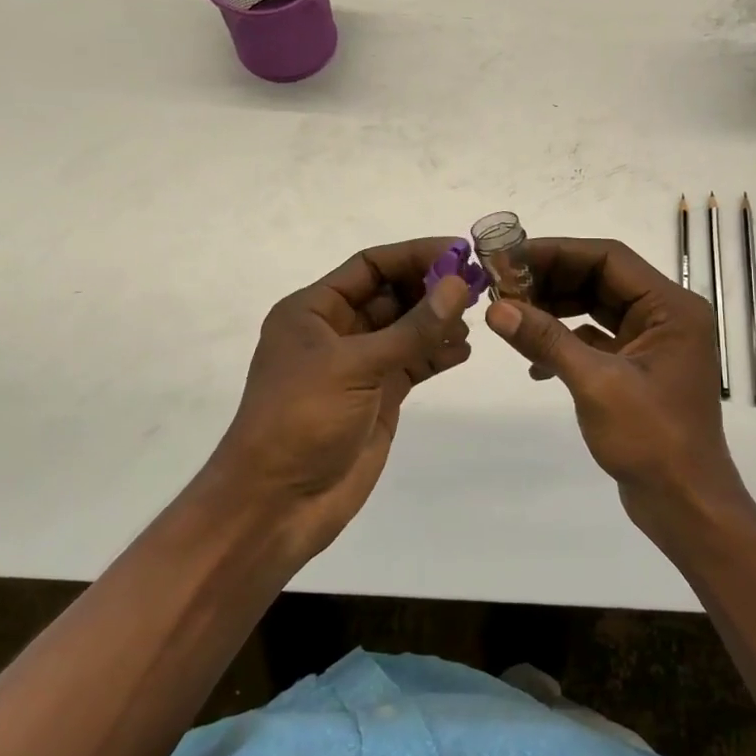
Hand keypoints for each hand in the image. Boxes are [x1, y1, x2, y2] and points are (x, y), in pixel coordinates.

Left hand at [202, 239, 472, 561]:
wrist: (277, 504)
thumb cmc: (302, 420)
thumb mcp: (355, 366)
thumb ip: (412, 328)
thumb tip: (458, 284)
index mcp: (313, 310)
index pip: (369, 266)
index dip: (413, 255)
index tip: (460, 252)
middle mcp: (335, 331)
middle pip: (390, 294)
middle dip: (431, 288)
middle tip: (477, 285)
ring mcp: (358, 366)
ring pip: (406, 329)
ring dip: (438, 321)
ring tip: (474, 320)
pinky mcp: (377, 397)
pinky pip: (413, 363)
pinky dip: (437, 355)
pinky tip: (464, 351)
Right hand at [483, 238, 753, 539]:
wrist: (686, 505)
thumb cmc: (652, 440)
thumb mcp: (596, 384)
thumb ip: (546, 340)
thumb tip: (496, 308)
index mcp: (671, 307)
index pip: (608, 259)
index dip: (557, 253)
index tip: (510, 258)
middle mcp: (666, 316)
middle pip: (601, 279)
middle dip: (551, 280)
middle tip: (502, 285)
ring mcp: (653, 343)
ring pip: (596, 308)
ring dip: (554, 310)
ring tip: (510, 315)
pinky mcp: (639, 369)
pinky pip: (596, 340)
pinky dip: (565, 343)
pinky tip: (534, 363)